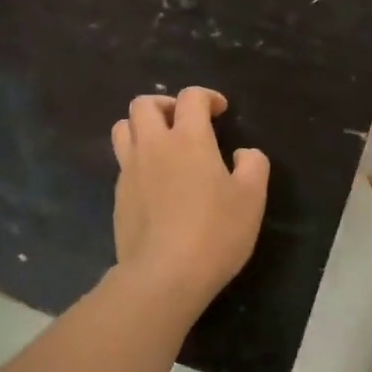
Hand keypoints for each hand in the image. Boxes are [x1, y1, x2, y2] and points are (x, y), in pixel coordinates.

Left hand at [110, 87, 269, 310]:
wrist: (164, 275)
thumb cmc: (215, 232)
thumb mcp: (252, 198)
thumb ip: (253, 165)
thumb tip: (244, 153)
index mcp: (188, 139)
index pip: (191, 98)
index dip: (207, 97)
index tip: (220, 111)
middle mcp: (153, 146)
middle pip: (143, 104)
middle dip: (165, 104)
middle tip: (184, 122)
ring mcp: (130, 171)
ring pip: (123, 129)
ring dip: (142, 127)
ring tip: (162, 146)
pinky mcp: (118, 197)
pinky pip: (122, 163)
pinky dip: (137, 160)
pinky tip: (156, 183)